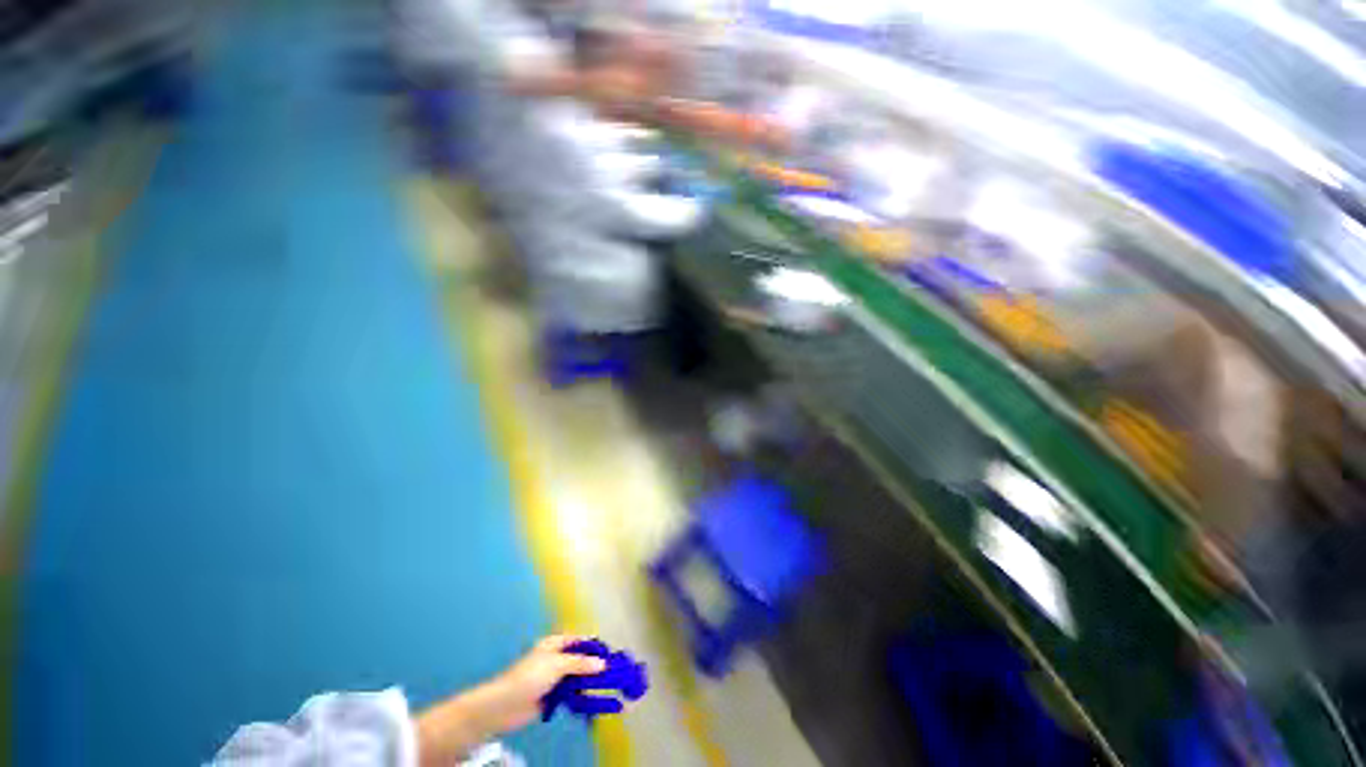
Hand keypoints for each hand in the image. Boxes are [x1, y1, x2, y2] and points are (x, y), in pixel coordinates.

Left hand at [477, 635, 607, 732]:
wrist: (503, 706)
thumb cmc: (529, 677)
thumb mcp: (557, 665)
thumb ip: (580, 663)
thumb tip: (603, 663)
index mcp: (555, 644)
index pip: (579, 641)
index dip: (594, 646)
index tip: (611, 654)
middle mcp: (555, 659)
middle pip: (579, 660)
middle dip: (594, 666)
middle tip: (613, 674)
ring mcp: (553, 679)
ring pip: (576, 678)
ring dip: (589, 683)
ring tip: (607, 690)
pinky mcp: (551, 697)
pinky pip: (570, 694)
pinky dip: (580, 697)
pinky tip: (592, 703)